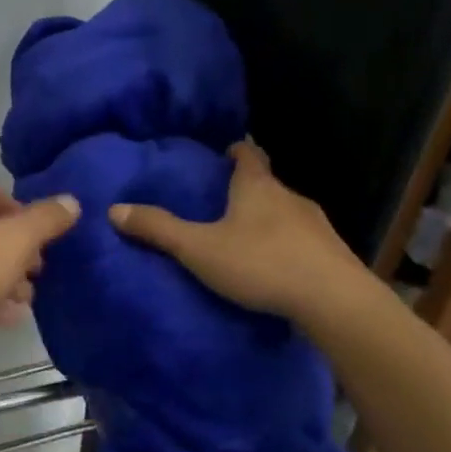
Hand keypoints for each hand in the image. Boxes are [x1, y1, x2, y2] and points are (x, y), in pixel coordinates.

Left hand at [0, 174, 80, 344]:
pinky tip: (2, 317)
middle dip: (16, 255)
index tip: (46, 252)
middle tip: (37, 280)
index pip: (3, 197)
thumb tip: (72, 200)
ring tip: (25, 303)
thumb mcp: (16, 242)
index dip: (30, 224)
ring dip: (0, 278)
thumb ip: (47, 219)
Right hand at [109, 139, 382, 330]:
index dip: (236, 150)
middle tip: (223, 200)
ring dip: (268, 219)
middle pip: (267, 183)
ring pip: (286, 213)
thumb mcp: (199, 248)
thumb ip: (159, 229)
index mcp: (258, 187)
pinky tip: (276, 267)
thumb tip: (114, 209)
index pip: (248, 154)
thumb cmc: (262, 263)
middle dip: (248, 188)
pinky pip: (303, 241)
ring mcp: (317, 225)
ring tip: (246, 237)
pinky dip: (288, 246)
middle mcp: (290, 197)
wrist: (335, 302)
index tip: (224, 151)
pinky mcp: (333, 254)